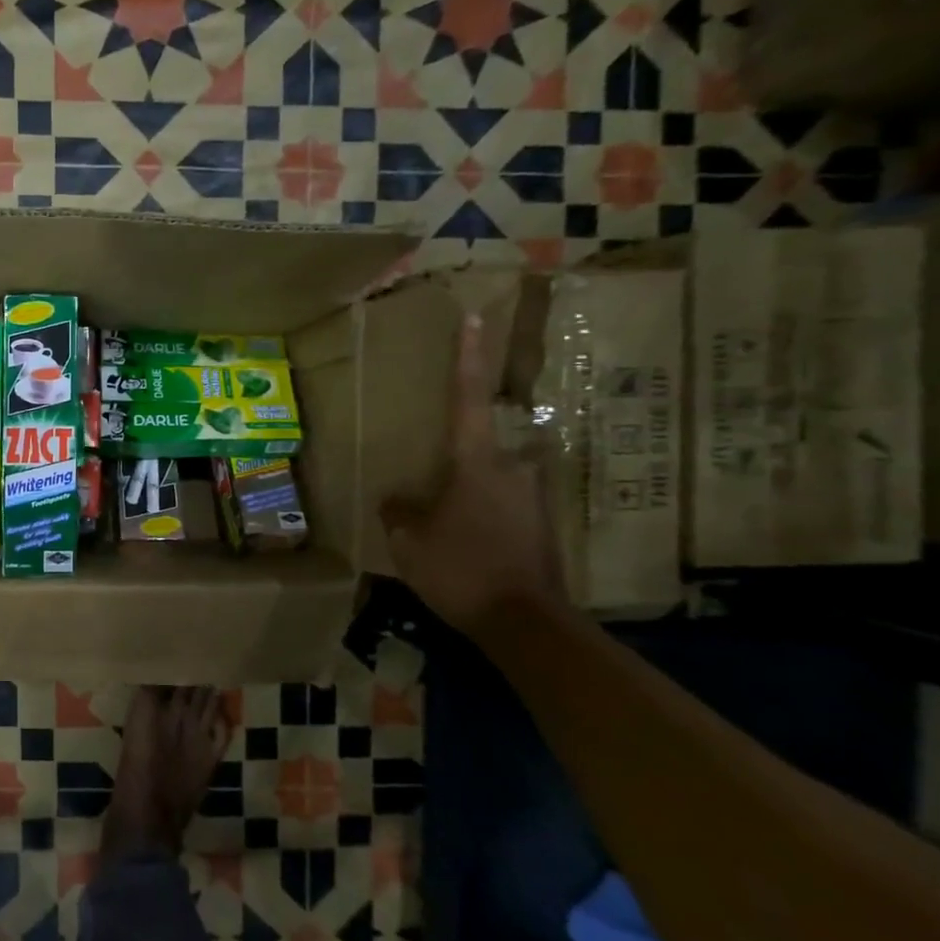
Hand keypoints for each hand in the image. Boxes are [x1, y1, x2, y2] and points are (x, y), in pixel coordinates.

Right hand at [380, 313, 566, 638]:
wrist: (526, 623)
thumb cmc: (459, 568)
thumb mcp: (408, 540)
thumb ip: (398, 511)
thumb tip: (397, 498)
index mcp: (476, 462)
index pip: (468, 398)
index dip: (467, 357)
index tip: (475, 317)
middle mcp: (513, 469)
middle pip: (481, 448)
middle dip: (456, 464)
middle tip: (433, 490)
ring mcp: (532, 499)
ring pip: (492, 482)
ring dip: (468, 497)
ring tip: (445, 529)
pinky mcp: (541, 527)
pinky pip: (502, 510)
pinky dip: (482, 521)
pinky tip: (466, 550)